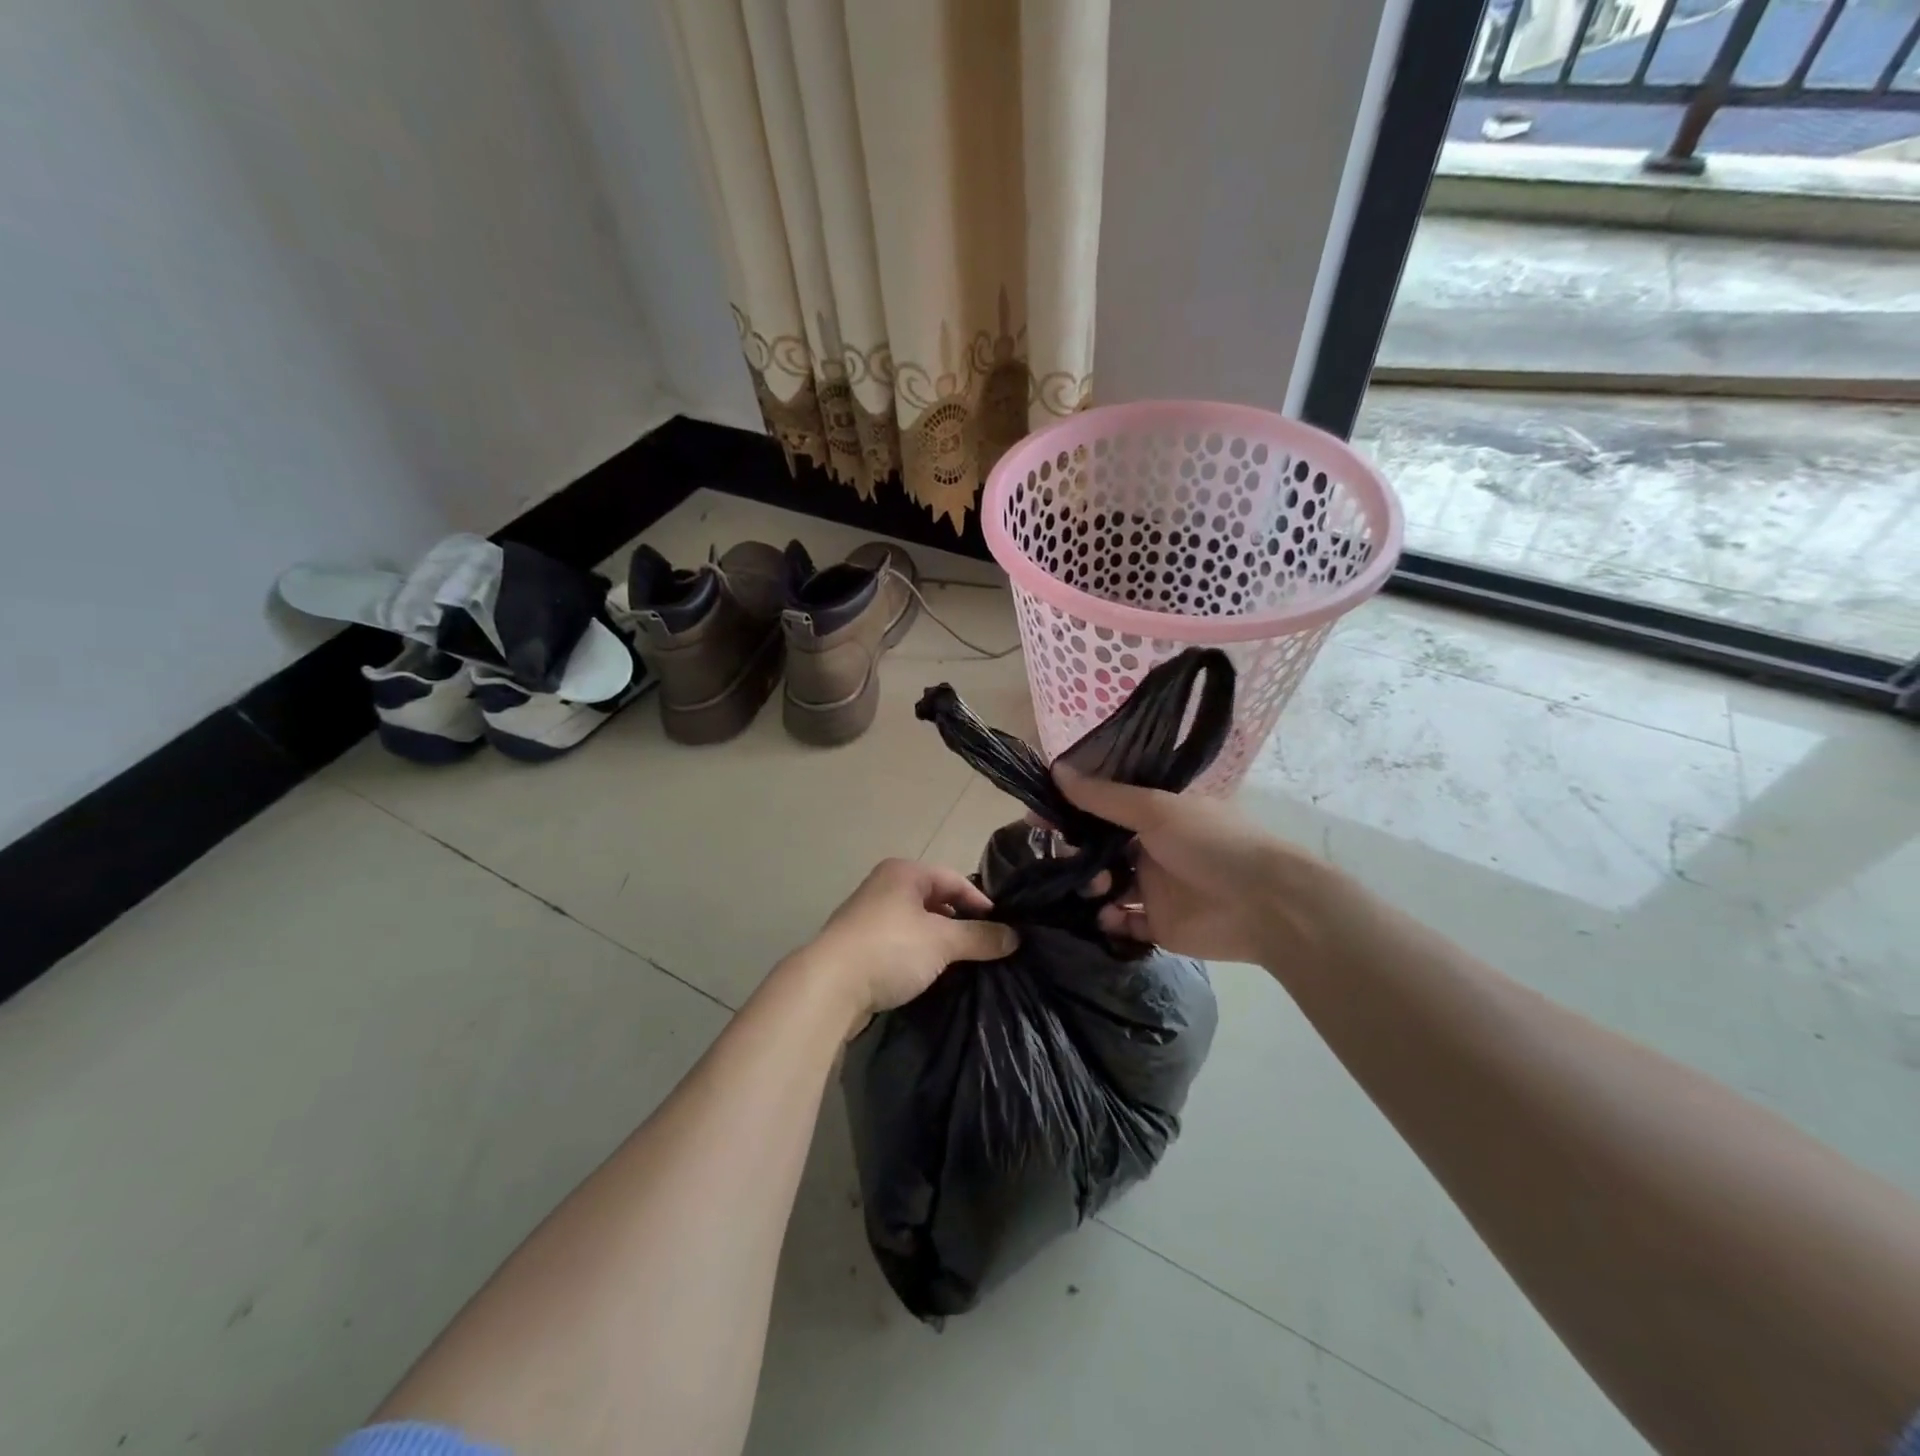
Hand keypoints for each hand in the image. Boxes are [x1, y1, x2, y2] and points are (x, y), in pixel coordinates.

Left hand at [801, 860, 1017, 1027]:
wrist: (829, 985)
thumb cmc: (890, 948)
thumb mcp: (942, 941)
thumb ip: (980, 937)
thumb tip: (1014, 937)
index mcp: (903, 872)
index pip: (954, 880)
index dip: (980, 902)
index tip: (1001, 929)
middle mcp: (884, 886)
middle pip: (934, 900)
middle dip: (960, 923)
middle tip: (985, 947)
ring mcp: (868, 916)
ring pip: (916, 924)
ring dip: (939, 942)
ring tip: (962, 964)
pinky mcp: (859, 945)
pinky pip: (899, 943)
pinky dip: (918, 955)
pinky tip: (930, 975)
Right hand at [1052, 765, 1327, 966]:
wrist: (1266, 905)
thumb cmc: (1212, 844)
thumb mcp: (1155, 810)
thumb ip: (1104, 797)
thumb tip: (1056, 771)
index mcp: (1156, 813)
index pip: (1103, 806)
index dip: (1071, 809)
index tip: (1037, 816)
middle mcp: (1151, 846)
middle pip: (1100, 847)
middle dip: (1076, 851)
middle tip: (1061, 857)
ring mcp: (1155, 887)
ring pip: (1107, 885)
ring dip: (1091, 885)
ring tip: (1096, 888)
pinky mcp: (1158, 925)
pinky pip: (1122, 922)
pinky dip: (1109, 919)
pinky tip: (1106, 915)